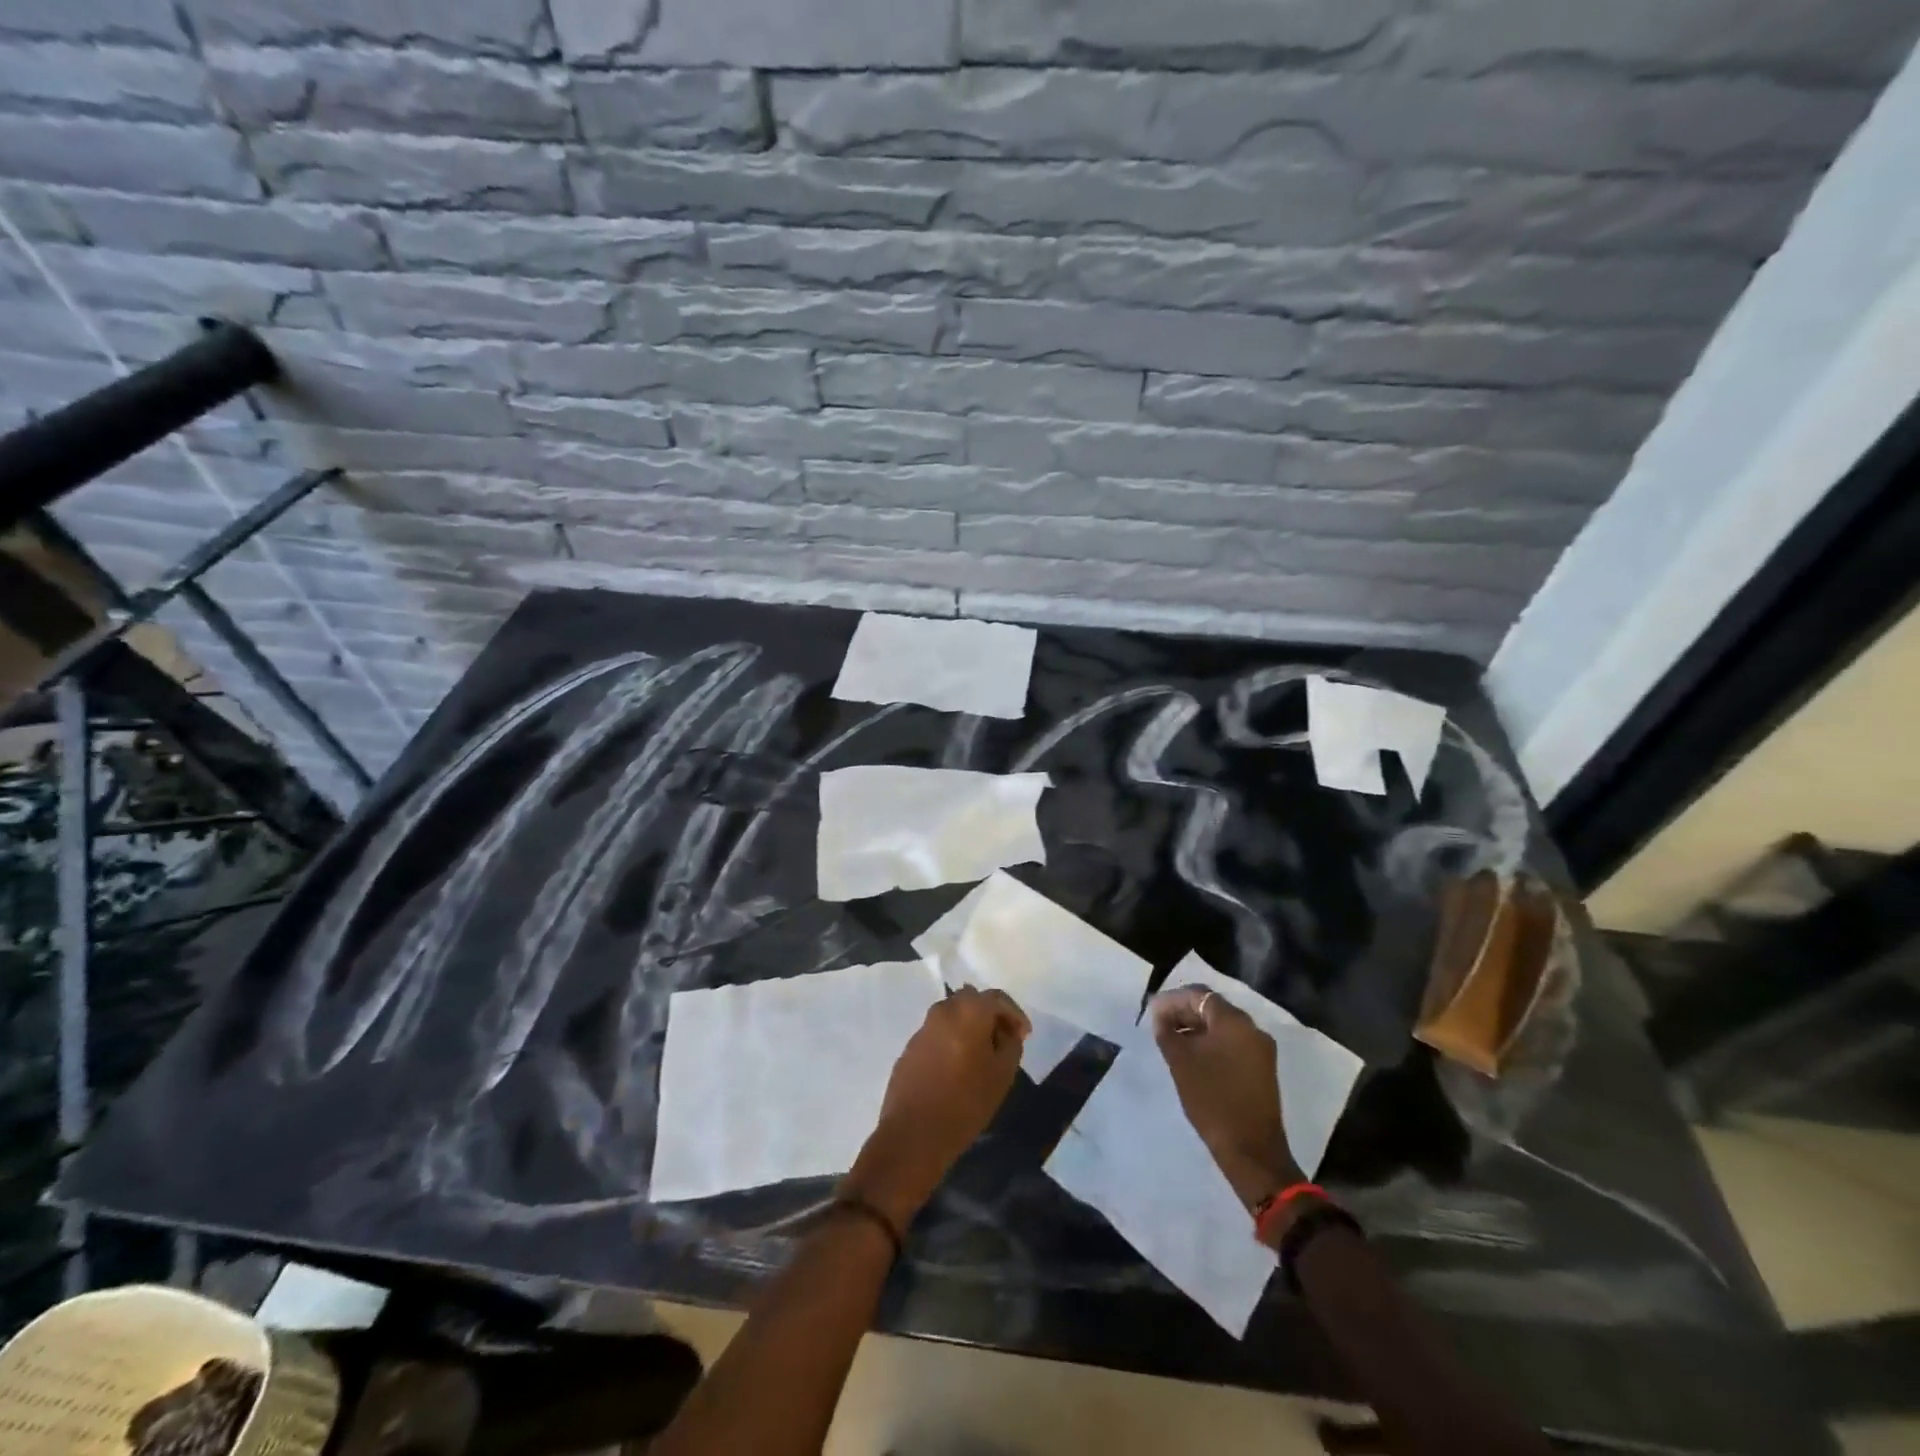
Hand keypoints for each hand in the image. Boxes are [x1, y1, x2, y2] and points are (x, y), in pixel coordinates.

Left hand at [843, 987, 1029, 1229]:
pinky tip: (958, 1066)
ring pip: (953, 1015)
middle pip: (972, 1000)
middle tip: (1003, 1040)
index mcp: (968, 1011)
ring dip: (970, 1026)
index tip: (1024, 1035)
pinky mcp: (910, 1047)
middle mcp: (943, 1010)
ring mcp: (923, 1028)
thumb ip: (1011, 1044)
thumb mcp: (1002, 1075)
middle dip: (990, 1015)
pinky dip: (952, 1039)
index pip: (997, 998)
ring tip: (982, 1054)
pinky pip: (938, 1033)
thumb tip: (1008, 1032)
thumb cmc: (966, 1102)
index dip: (1014, 1014)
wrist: (915, 1133)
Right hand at [1151, 985, 1303, 1211]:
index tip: (1151, 1012)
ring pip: (1222, 1027)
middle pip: (1212, 1008)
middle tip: (1159, 1026)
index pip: (1199, 995)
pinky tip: (1193, 1058)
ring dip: (1196, 1029)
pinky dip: (1211, 1044)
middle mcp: (1252, 1028)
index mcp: (1234, 1021)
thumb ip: (1167, 1031)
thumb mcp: (1181, 1062)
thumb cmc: (1212, 1100)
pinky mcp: (1262, 1069)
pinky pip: (1232, 1044)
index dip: (1172, 999)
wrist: (1252, 1151)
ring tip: (1172, 1042)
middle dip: (1184, 1013)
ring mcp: (1261, 1050)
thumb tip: (1159, 1013)